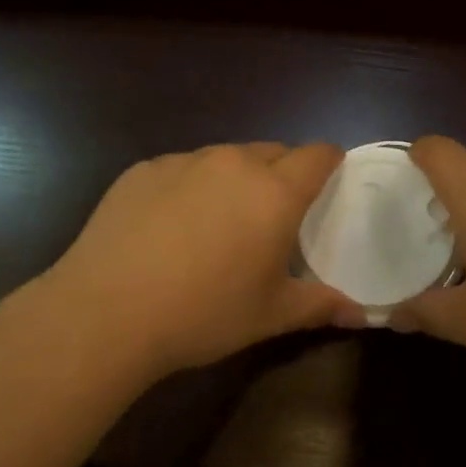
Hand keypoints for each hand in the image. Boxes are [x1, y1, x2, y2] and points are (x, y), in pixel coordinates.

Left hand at [13, 142, 363, 383]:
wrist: (105, 312)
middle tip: (272, 216)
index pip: (317, 154)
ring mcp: (184, 162)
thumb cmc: (203, 313)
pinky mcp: (143, 169)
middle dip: (282, 174)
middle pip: (273, 151)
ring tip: (218, 222)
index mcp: (274, 192)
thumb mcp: (270, 315)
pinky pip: (182, 168)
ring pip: (226, 158)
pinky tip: (169, 227)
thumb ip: (320, 305)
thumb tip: (361, 313)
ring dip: (235, 179)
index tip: (328, 182)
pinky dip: (190, 187)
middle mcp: (233, 163)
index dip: (329, 162)